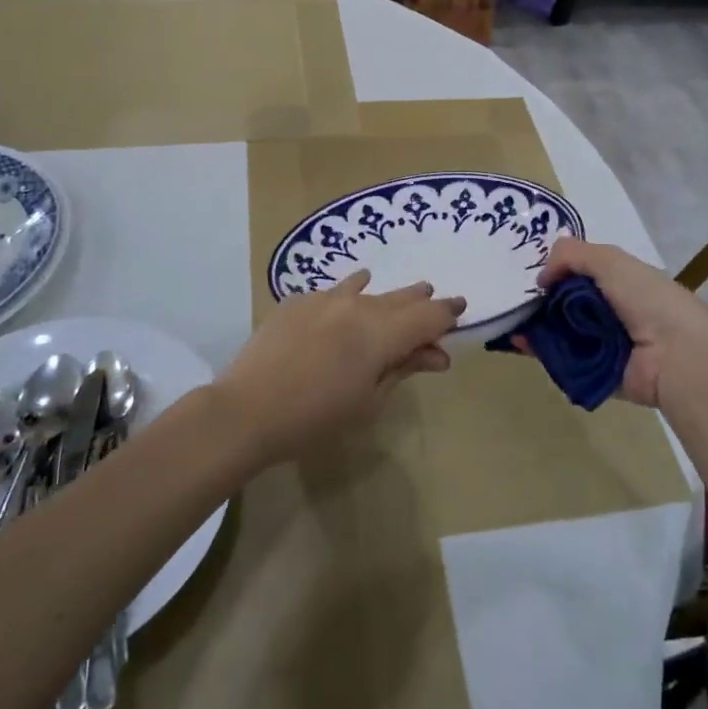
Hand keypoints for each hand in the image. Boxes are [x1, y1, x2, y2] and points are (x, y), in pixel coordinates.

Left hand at [216, 272, 465, 466]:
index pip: (427, 316)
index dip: (447, 313)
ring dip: (389, 296)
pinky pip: (335, 293)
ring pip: (368, 291)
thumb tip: (437, 354)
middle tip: (436, 300)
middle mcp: (357, 306)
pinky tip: (355, 289)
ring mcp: (324, 299)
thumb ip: (403, 369)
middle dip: (421, 301)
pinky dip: (351, 294)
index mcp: (380, 333)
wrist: (246, 411)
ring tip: (406, 293)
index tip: (461, 308)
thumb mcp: (368, 401)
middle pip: (400, 299)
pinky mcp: (298, 301)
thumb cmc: (315, 418)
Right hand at [528, 238, 707, 408]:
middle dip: (540, 299)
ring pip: (558, 330)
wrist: (676, 356)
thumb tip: (542, 277)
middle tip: (513, 297)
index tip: (531, 273)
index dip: (555, 270)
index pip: (579, 272)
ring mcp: (601, 343)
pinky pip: (559, 359)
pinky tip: (518, 341)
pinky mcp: (593, 372)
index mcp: (620, 281)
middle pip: (565, 302)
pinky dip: (539, 351)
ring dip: (534, 324)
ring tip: (510, 319)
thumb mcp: (609, 260)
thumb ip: (570, 254)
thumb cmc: (647, 299)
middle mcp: (610, 311)